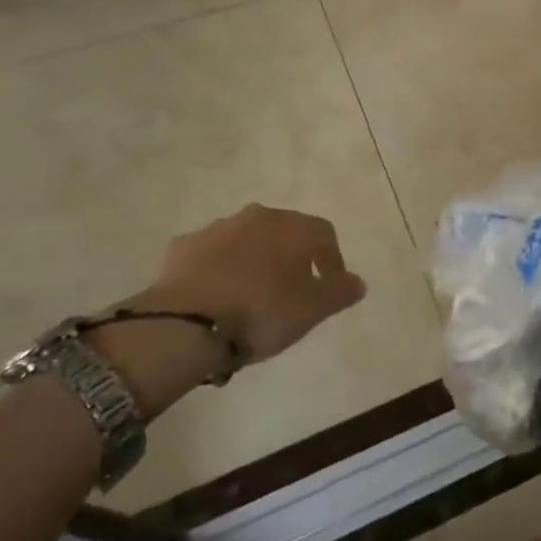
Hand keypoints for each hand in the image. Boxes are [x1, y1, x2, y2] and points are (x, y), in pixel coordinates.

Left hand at [87, 205, 366, 416]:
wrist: (185, 323)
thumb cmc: (261, 312)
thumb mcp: (313, 310)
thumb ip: (340, 292)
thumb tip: (358, 282)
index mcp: (294, 227)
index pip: (325, 234)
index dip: (332, 259)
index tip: (331, 286)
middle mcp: (258, 217)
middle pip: (284, 232)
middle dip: (291, 256)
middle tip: (292, 288)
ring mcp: (217, 228)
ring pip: (245, 240)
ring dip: (253, 259)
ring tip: (251, 294)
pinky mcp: (182, 246)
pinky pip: (209, 254)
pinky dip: (217, 268)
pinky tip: (215, 295)